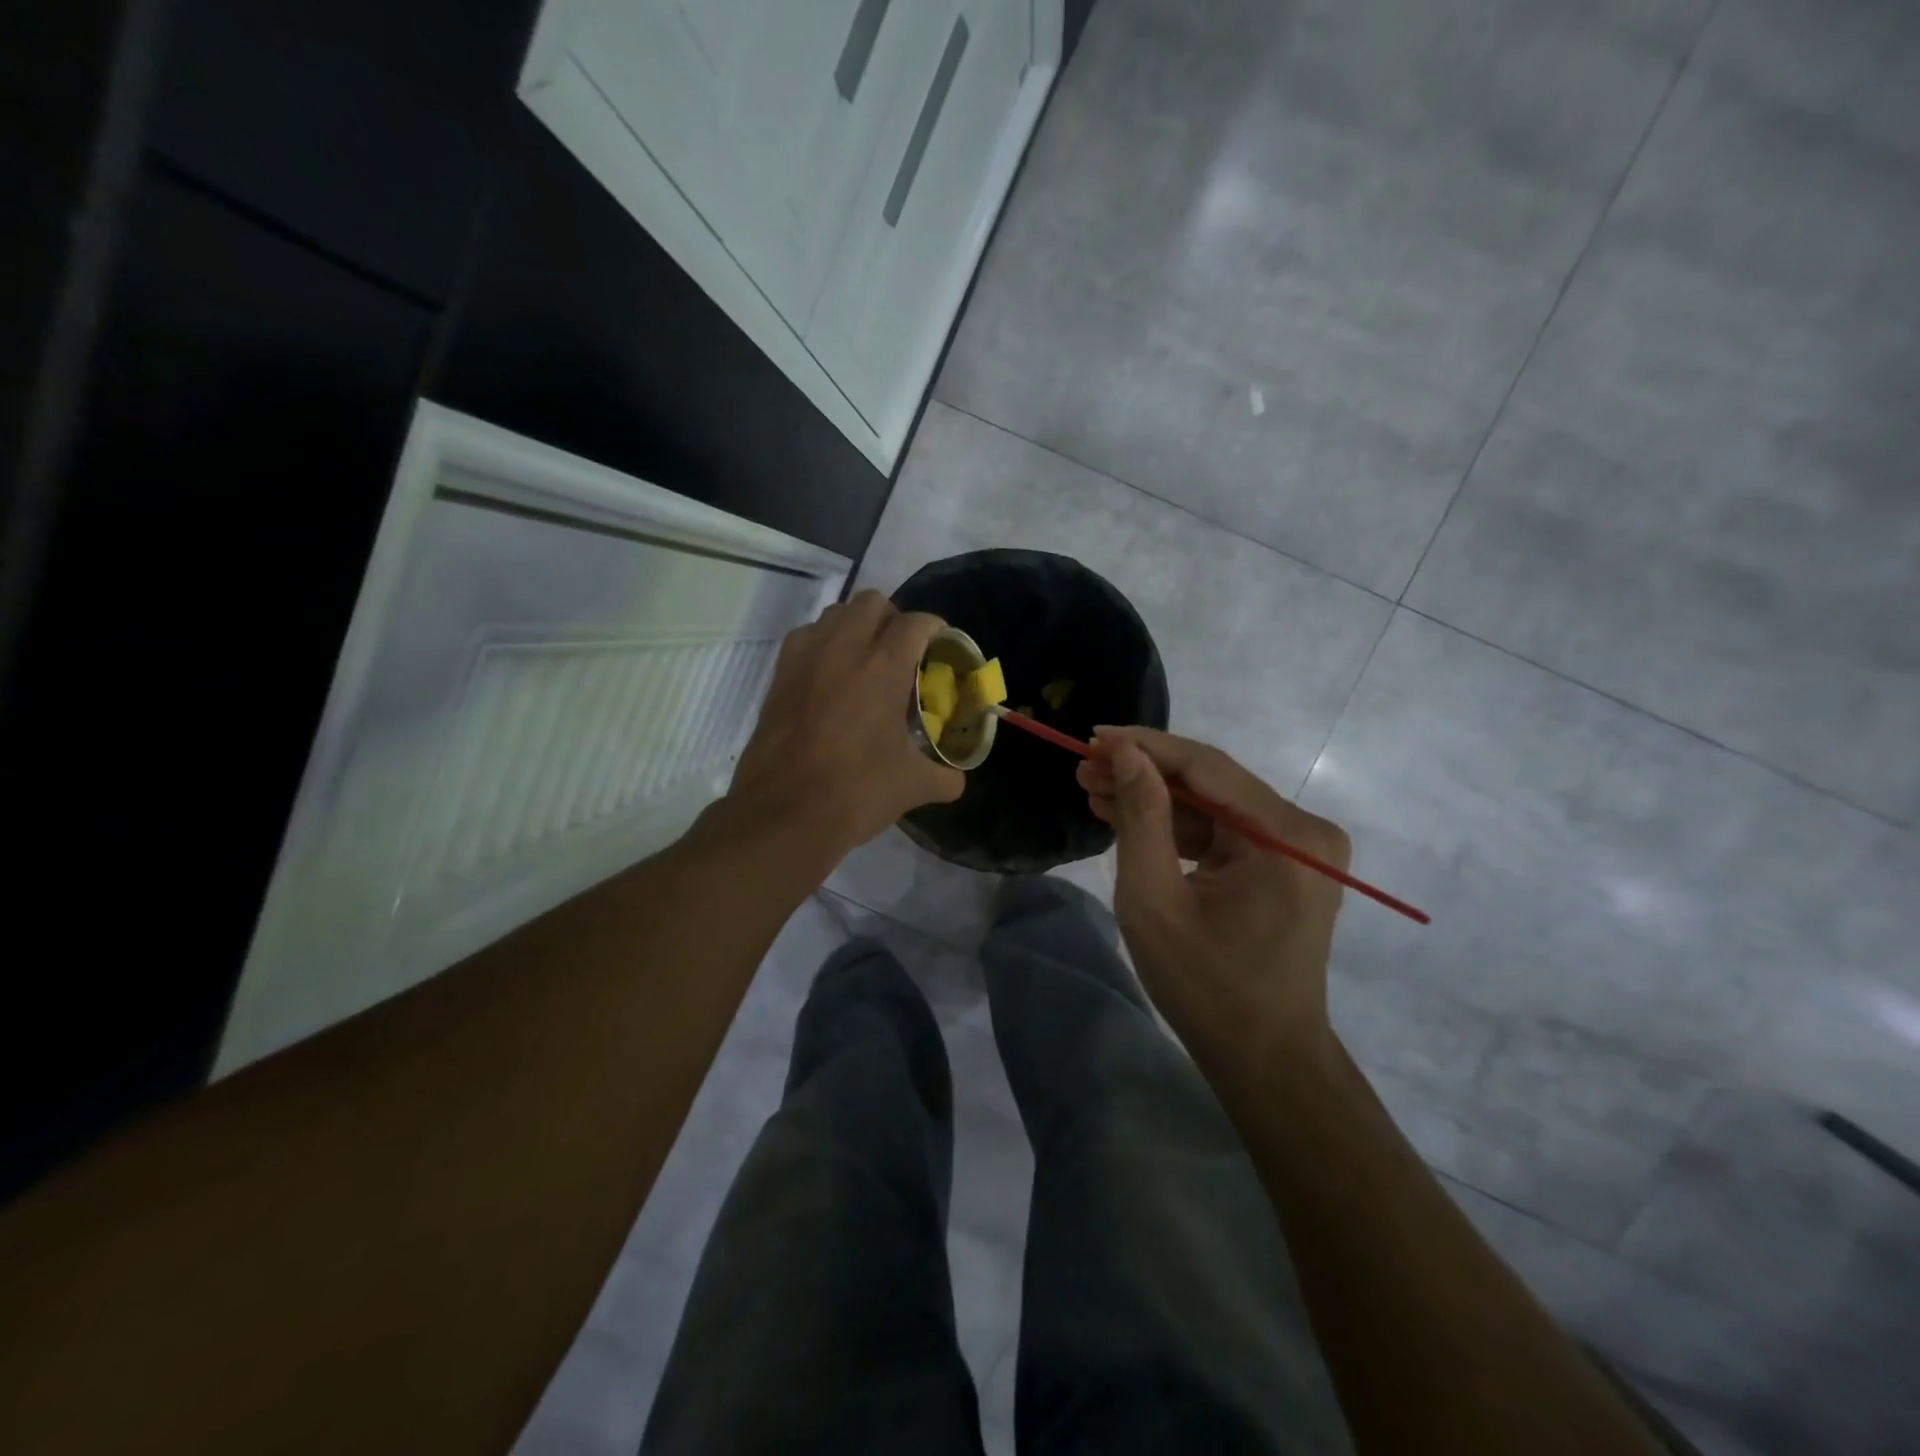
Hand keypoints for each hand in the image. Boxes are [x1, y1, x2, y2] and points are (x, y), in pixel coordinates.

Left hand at [726, 591, 963, 860]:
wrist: (783, 813)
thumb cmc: (855, 792)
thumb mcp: (911, 786)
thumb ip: (943, 777)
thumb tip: (956, 781)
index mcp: (883, 667)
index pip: (915, 623)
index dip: (935, 628)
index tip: (942, 644)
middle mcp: (842, 649)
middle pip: (871, 602)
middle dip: (893, 618)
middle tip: (904, 650)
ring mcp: (805, 659)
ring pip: (834, 614)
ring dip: (855, 625)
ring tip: (866, 659)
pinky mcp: (778, 676)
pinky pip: (805, 638)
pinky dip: (823, 643)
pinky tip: (830, 676)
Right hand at [1077, 727, 1349, 1064]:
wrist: (1264, 1057)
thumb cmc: (1205, 986)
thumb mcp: (1155, 899)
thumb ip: (1140, 818)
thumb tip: (1126, 753)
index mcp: (1287, 837)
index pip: (1206, 767)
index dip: (1144, 746)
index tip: (1093, 736)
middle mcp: (1305, 830)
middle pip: (1211, 782)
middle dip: (1143, 774)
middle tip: (1083, 767)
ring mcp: (1299, 848)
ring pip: (1212, 805)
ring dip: (1154, 800)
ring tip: (1093, 789)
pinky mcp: (1285, 865)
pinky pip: (1222, 831)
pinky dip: (1176, 828)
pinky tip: (1128, 819)